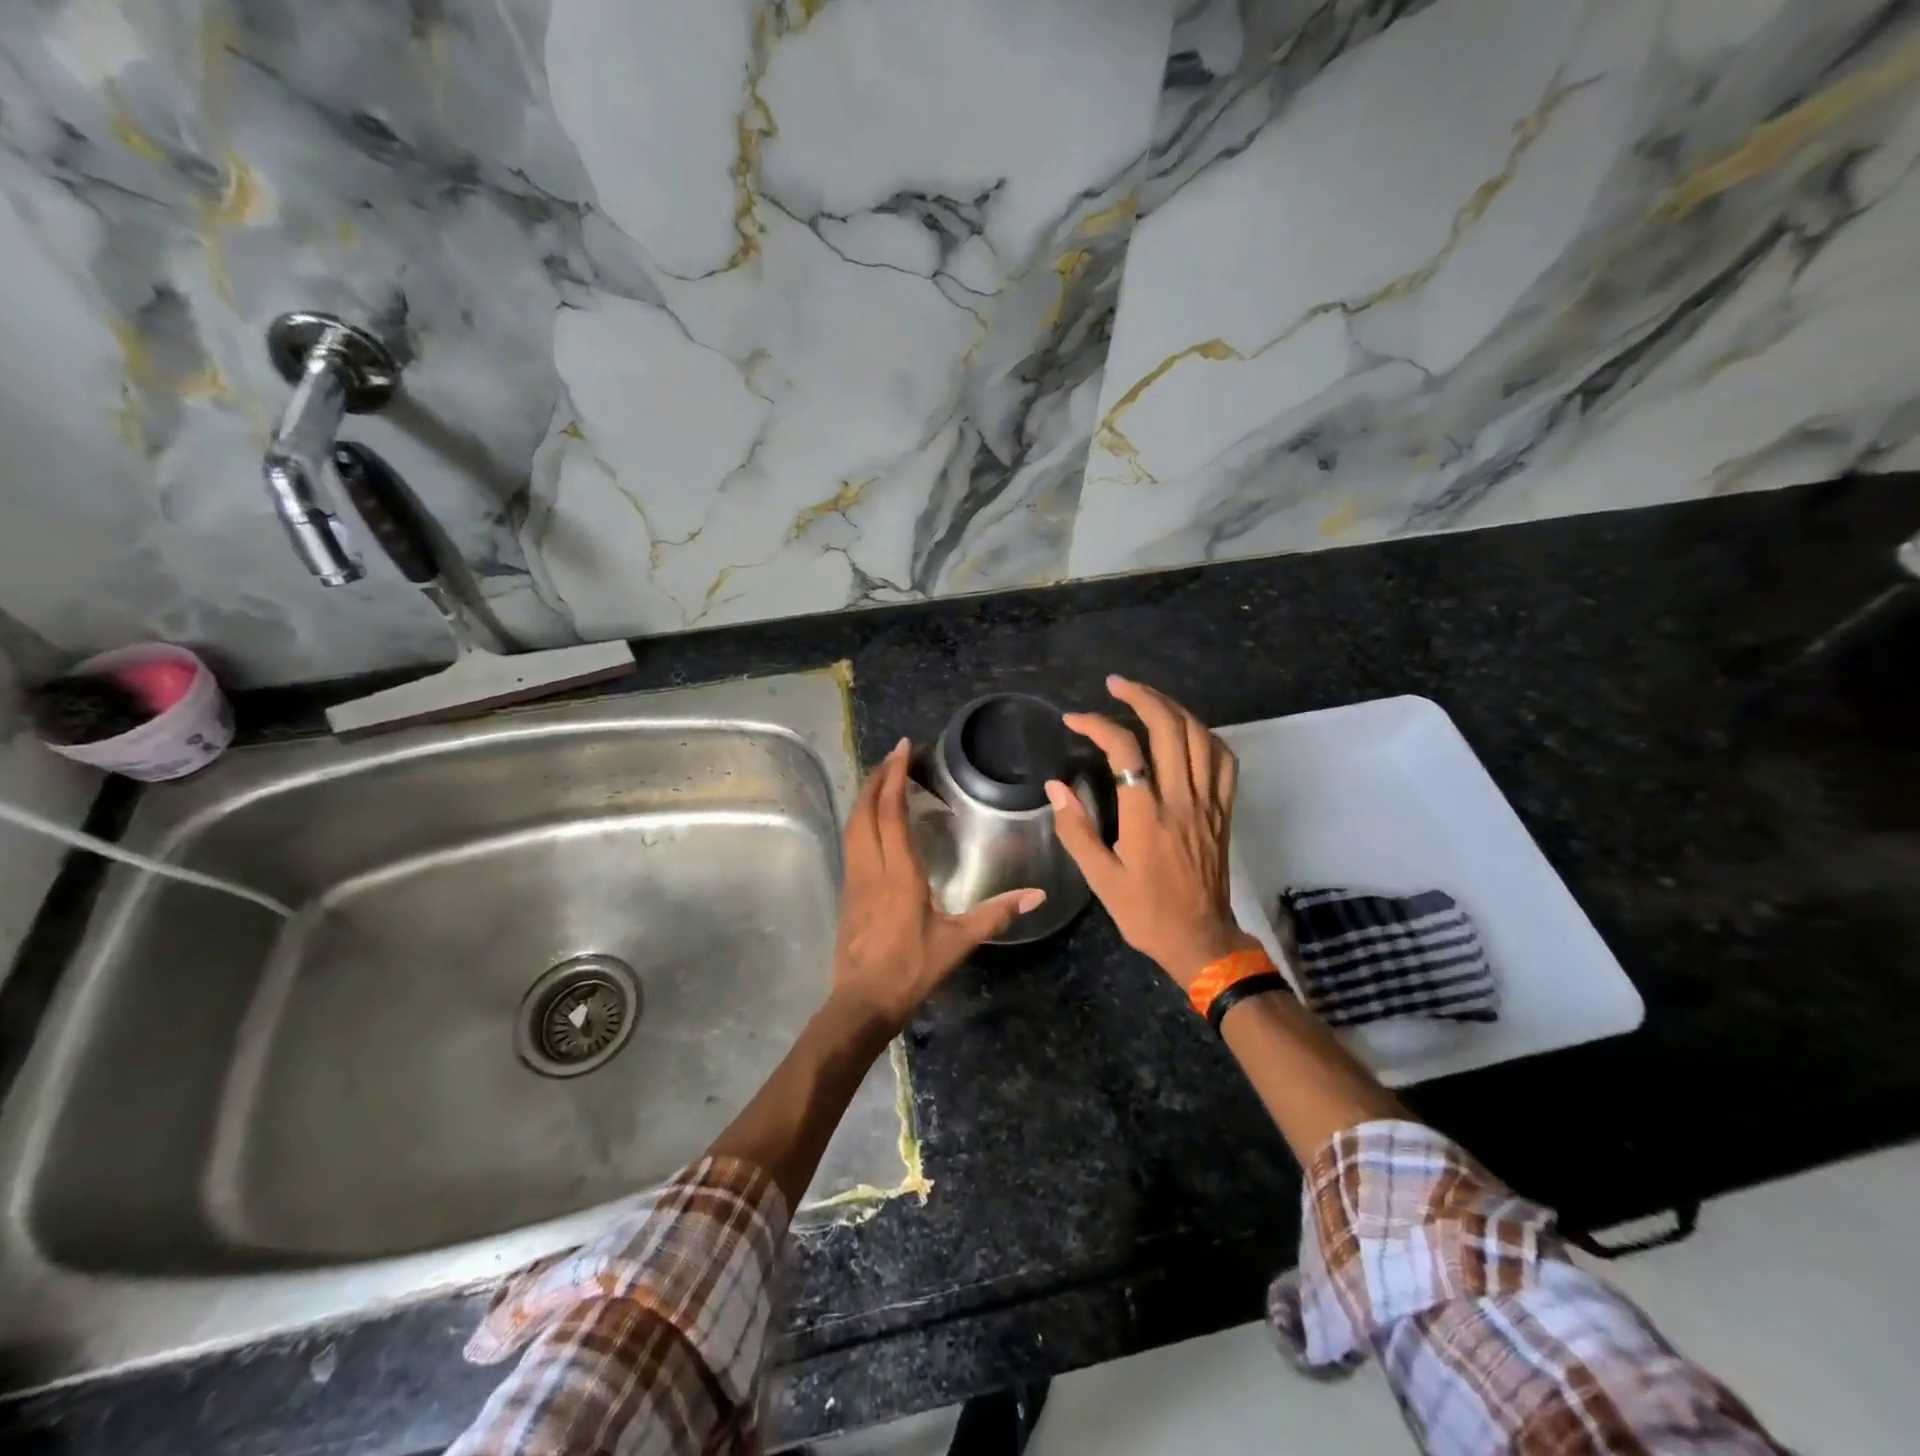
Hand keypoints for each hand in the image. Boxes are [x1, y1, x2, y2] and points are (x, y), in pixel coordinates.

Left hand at [831, 738, 1046, 1033]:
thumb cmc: (911, 970)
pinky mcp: (847, 892)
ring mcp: (854, 879)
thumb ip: (997, 914)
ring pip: (853, 825)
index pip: (891, 813)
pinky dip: (861, 819)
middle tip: (894, 754)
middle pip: (865, 811)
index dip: (894, 776)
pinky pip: (852, 842)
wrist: (862, 1003)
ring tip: (882, 777)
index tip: (903, 748)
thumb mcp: (958, 942)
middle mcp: (871, 868)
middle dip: (877, 777)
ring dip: (865, 796)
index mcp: (898, 874)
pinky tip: (873, 821)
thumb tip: (1038, 895)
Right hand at [1045, 676, 1258, 988]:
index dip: (1098, 725)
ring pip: (1200, 736)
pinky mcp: (1224, 811)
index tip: (1074, 719)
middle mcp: (1182, 800)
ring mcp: (1209, 803)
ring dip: (1173, 708)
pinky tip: (1187, 729)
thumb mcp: (1101, 879)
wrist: (1199, 939)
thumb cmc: (1144, 912)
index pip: (1125, 751)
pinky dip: (1205, 734)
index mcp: (1147, 817)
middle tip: (1115, 685)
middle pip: (1170, 729)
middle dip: (1141, 697)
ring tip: (1147, 697)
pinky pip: (1224, 760)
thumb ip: (1076, 829)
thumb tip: (1054, 787)